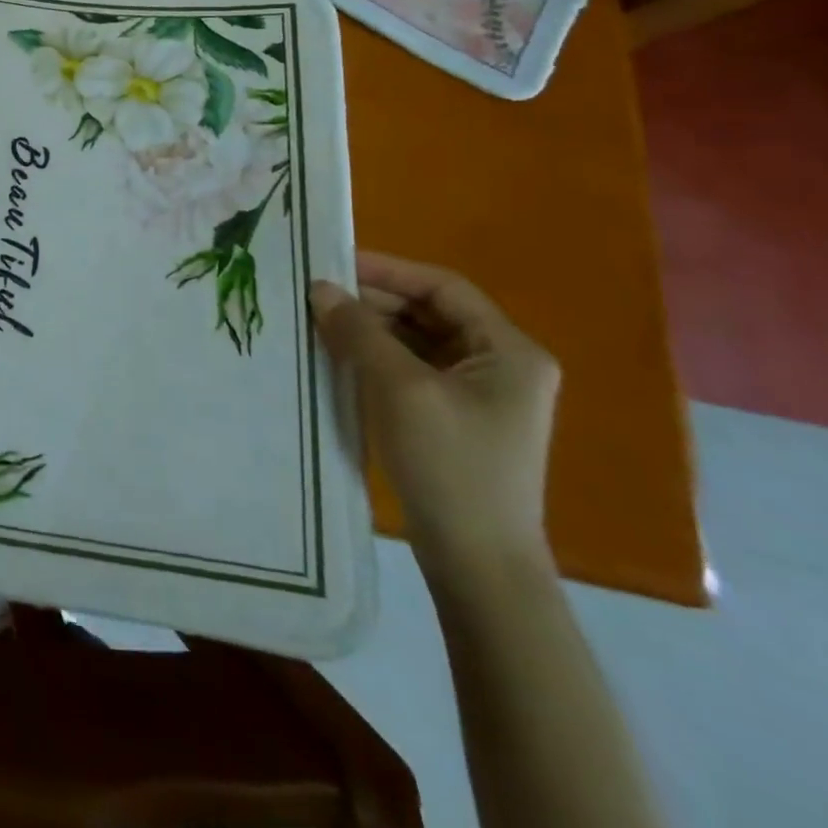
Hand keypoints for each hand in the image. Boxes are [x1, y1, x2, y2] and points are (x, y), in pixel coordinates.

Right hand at [310, 252, 559, 579]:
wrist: (477, 562)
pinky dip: (377, 358)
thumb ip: (359, 331)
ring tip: (321, 323)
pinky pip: (413, 370)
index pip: (443, 288)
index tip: (335, 265)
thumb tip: (321, 288)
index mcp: (508, 351)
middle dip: (374, 301)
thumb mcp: (399, 389)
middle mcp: (501, 366)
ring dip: (371, 329)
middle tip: (319, 296)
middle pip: (431, 312)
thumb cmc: (449, 465)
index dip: (388, 270)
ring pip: (418, 341)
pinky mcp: (456, 419)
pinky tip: (340, 358)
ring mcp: (480, 395)